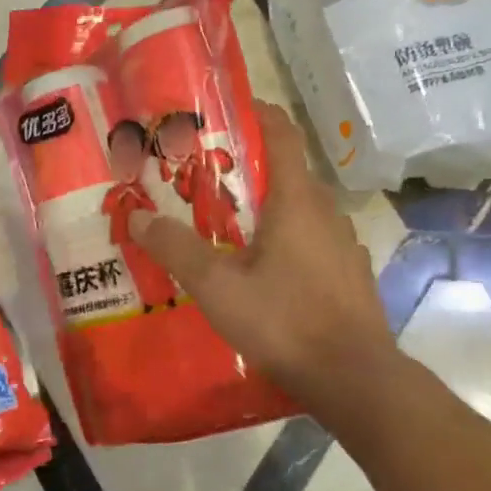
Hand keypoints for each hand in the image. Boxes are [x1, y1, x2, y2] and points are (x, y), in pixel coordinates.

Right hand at [129, 104, 394, 421]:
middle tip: (202, 178)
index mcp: (296, 200)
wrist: (352, 378)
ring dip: (266, 207)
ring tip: (226, 225)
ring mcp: (343, 244)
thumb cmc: (283, 321)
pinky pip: (312, 240)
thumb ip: (176, 248)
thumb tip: (138, 215)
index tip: (221, 112)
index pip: (281, 133)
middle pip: (286, 171)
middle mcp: (326, 212)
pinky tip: (262, 270)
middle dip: (246, 168)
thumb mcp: (216, 286)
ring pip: (300, 209)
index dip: (254, 113)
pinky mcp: (349, 274)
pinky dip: (285, 239)